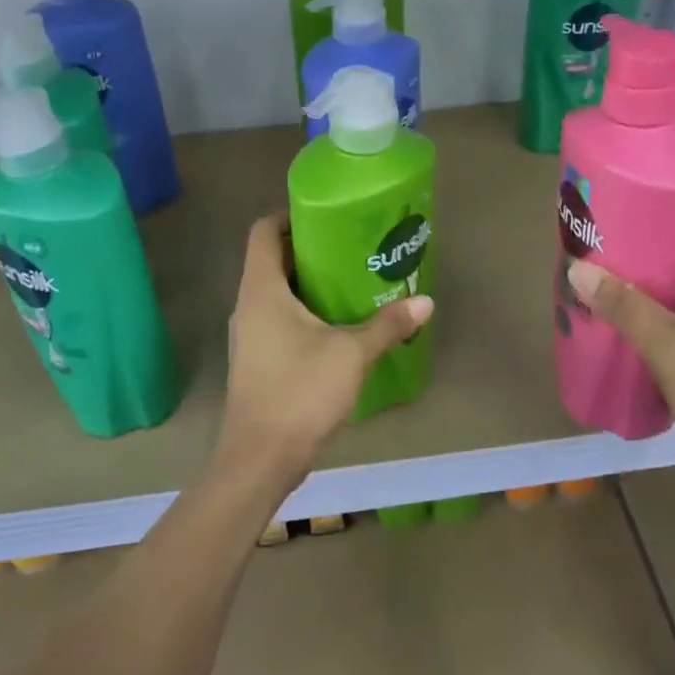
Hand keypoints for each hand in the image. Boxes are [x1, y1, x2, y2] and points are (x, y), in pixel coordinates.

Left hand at [216, 214, 432, 496]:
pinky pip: (279, 320)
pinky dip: (305, 312)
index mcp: (262, 290)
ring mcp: (249, 335)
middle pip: (272, 260)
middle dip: (310, 249)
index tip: (326, 215)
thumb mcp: (351, 354)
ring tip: (351, 281)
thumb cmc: (300, 392)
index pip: (263, 232)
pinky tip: (338, 325)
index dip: (290, 216)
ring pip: (277, 293)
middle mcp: (248, 306)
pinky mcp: (258, 360)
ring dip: (309, 283)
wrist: (260, 459)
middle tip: (352, 246)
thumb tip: (425, 301)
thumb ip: (388, 325)